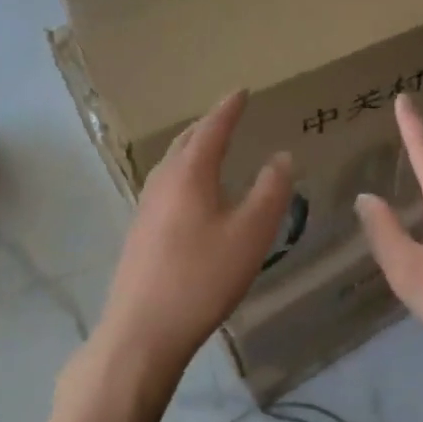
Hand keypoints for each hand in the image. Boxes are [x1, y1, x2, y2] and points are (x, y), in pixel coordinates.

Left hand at [96, 90, 292, 387]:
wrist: (142, 331)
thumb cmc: (202, 276)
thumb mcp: (251, 233)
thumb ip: (271, 191)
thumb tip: (281, 156)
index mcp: (190, 172)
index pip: (212, 128)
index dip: (229, 108)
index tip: (242, 91)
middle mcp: (163, 180)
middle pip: (186, 140)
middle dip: (208, 124)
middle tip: (228, 115)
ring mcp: (146, 206)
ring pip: (172, 162)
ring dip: (193, 147)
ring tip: (212, 146)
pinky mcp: (140, 231)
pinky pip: (166, 184)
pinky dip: (184, 172)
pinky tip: (192, 192)